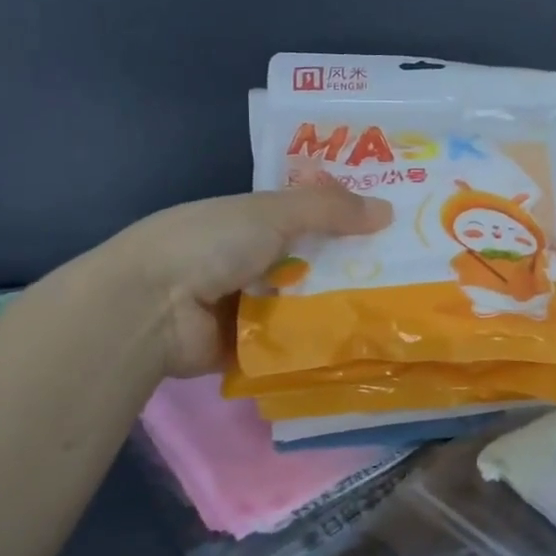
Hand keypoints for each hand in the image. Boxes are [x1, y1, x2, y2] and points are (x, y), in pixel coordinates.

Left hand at [114, 182, 390, 375]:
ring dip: (339, 305)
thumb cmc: (209, 243)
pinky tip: (362, 342)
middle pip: (312, 261)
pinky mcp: (248, 346)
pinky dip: (318, 341)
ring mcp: (248, 304)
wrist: (151, 308)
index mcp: (250, 220)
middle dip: (351, 265)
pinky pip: (292, 341)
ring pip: (307, 302)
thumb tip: (388, 210)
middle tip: (405, 271)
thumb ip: (330, 209)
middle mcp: (250, 259)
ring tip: (394, 308)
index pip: (309, 215)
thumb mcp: (273, 212)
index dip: (346, 217)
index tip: (391, 225)